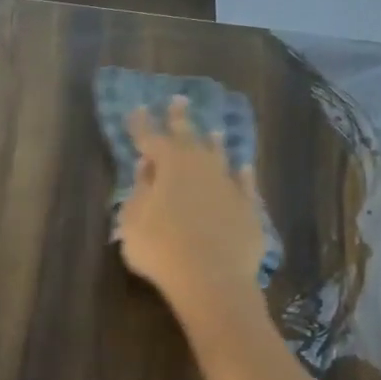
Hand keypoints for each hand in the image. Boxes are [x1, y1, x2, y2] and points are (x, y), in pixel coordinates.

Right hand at [116, 96, 265, 322]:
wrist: (213, 279)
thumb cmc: (161, 250)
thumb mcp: (132, 222)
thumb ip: (138, 191)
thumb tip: (146, 167)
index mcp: (169, 166)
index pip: (151, 138)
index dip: (141, 124)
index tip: (136, 108)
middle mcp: (201, 166)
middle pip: (189, 137)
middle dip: (180, 119)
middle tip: (178, 99)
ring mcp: (229, 185)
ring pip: (220, 156)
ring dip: (213, 143)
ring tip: (213, 131)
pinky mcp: (248, 207)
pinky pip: (245, 183)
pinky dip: (242, 174)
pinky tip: (244, 167)